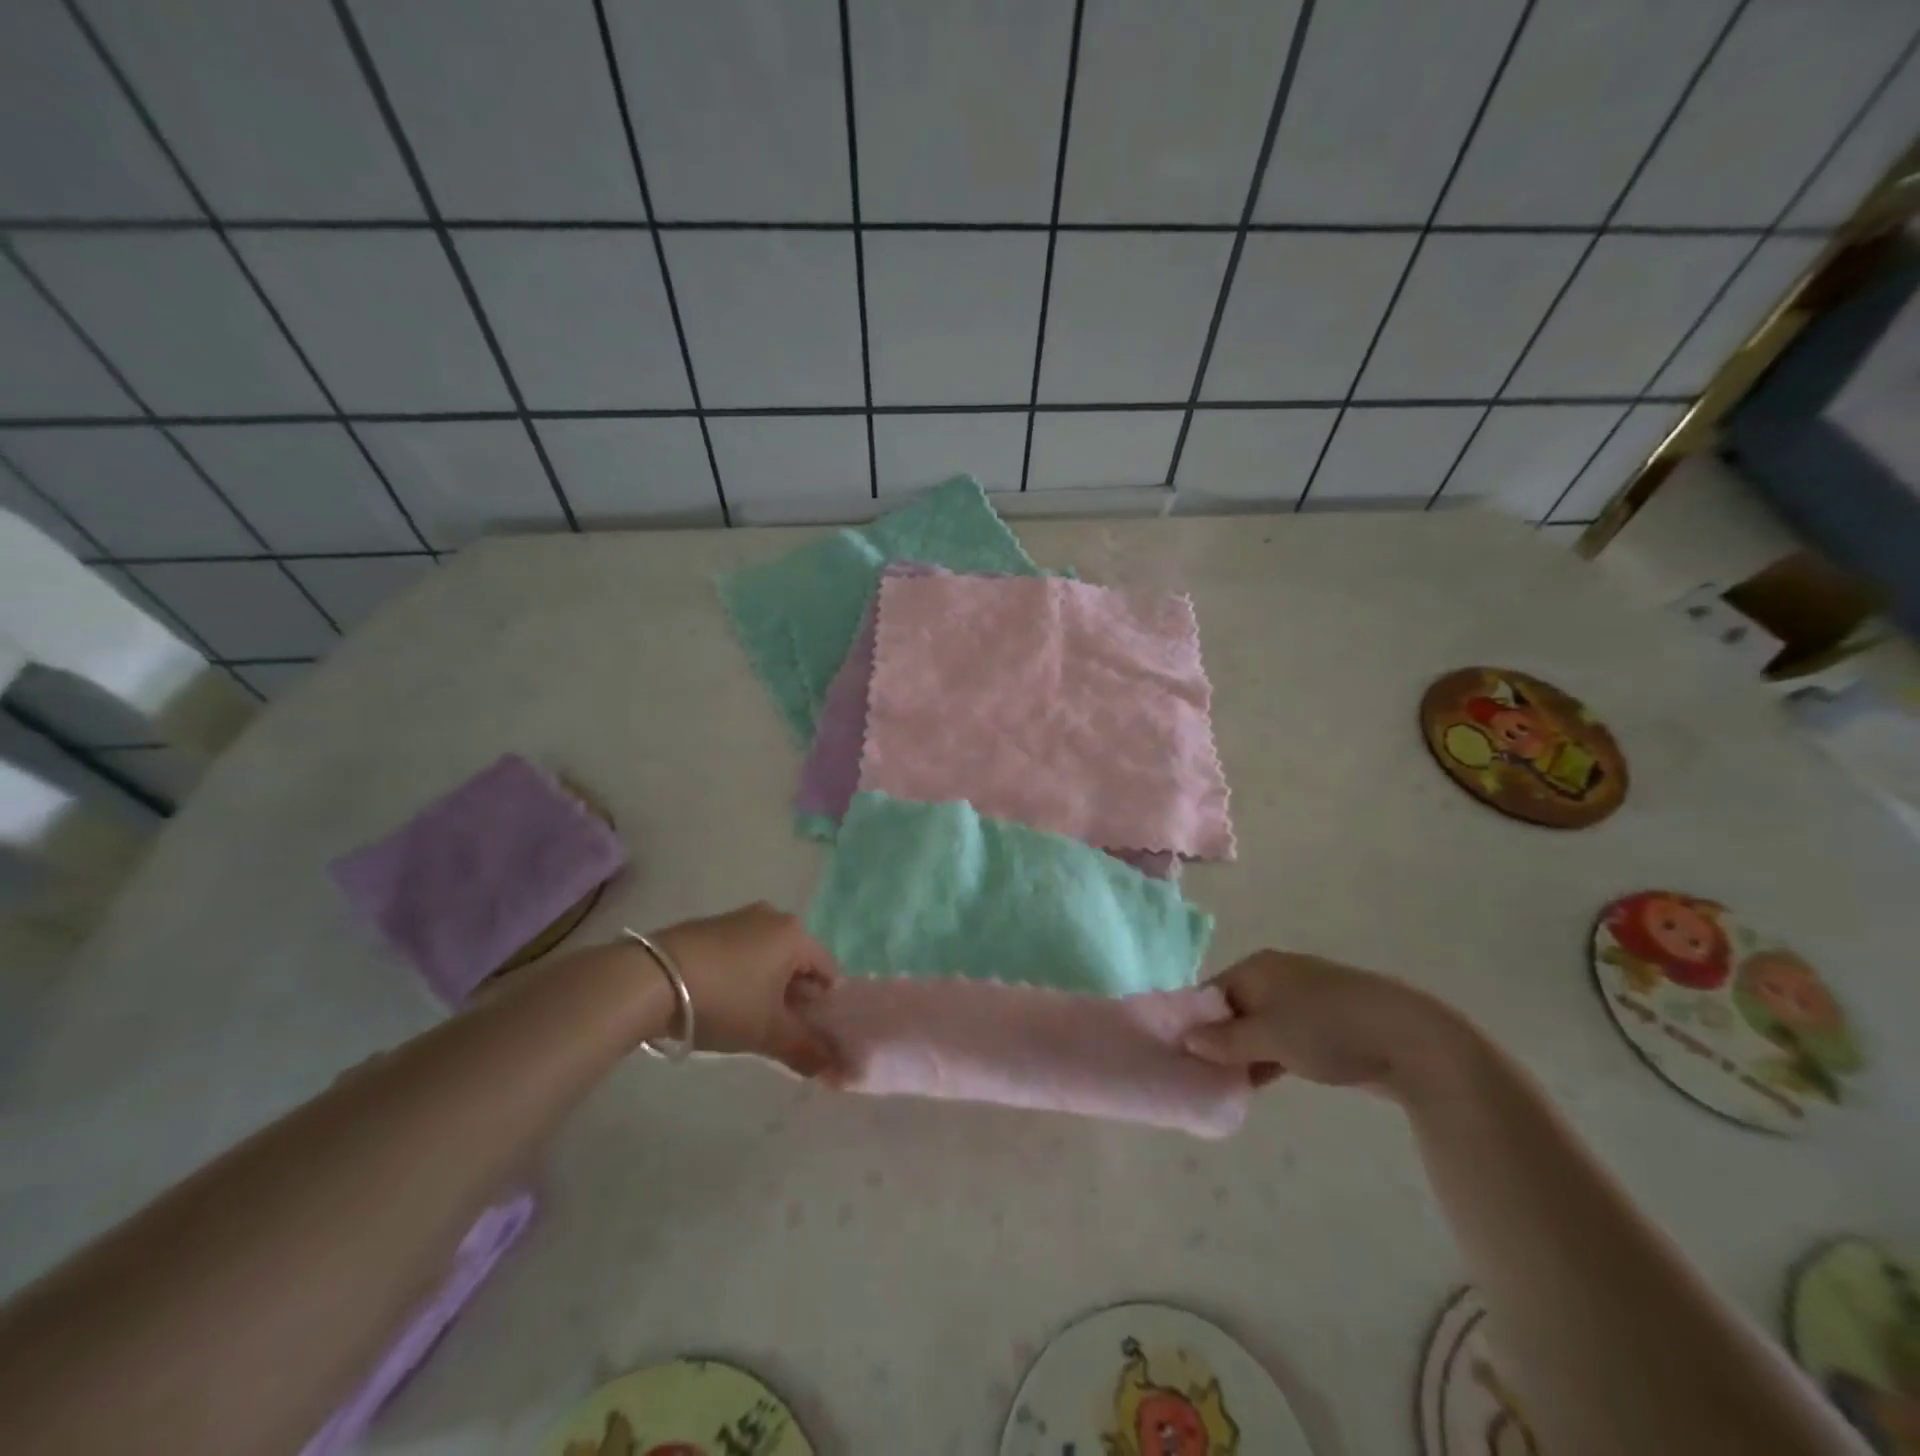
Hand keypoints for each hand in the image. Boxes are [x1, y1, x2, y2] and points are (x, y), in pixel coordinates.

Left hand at [650, 902, 840, 1079]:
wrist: (649, 980)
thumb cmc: (724, 1000)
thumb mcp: (768, 1033)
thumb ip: (806, 1051)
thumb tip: (836, 1070)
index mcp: (795, 934)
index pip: (829, 972)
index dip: (826, 1009)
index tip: (811, 1037)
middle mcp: (772, 917)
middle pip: (799, 964)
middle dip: (795, 1000)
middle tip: (780, 1034)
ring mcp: (738, 917)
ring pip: (768, 959)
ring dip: (767, 990)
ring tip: (748, 1022)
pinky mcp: (708, 927)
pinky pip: (741, 954)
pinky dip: (742, 977)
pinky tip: (723, 1003)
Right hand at [1182, 950, 1467, 1095]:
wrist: (1410, 1038)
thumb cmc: (1327, 1029)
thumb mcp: (1268, 1037)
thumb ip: (1224, 1040)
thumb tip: (1186, 1039)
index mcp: (1256, 967)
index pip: (1209, 993)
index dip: (1194, 1023)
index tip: (1182, 1057)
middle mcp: (1275, 976)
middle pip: (1233, 1008)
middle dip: (1219, 1041)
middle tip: (1204, 1075)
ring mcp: (1303, 998)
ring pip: (1260, 1026)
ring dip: (1245, 1052)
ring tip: (1229, 1084)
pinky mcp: (1326, 1023)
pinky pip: (1284, 1037)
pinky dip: (1270, 1056)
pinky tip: (1262, 1081)